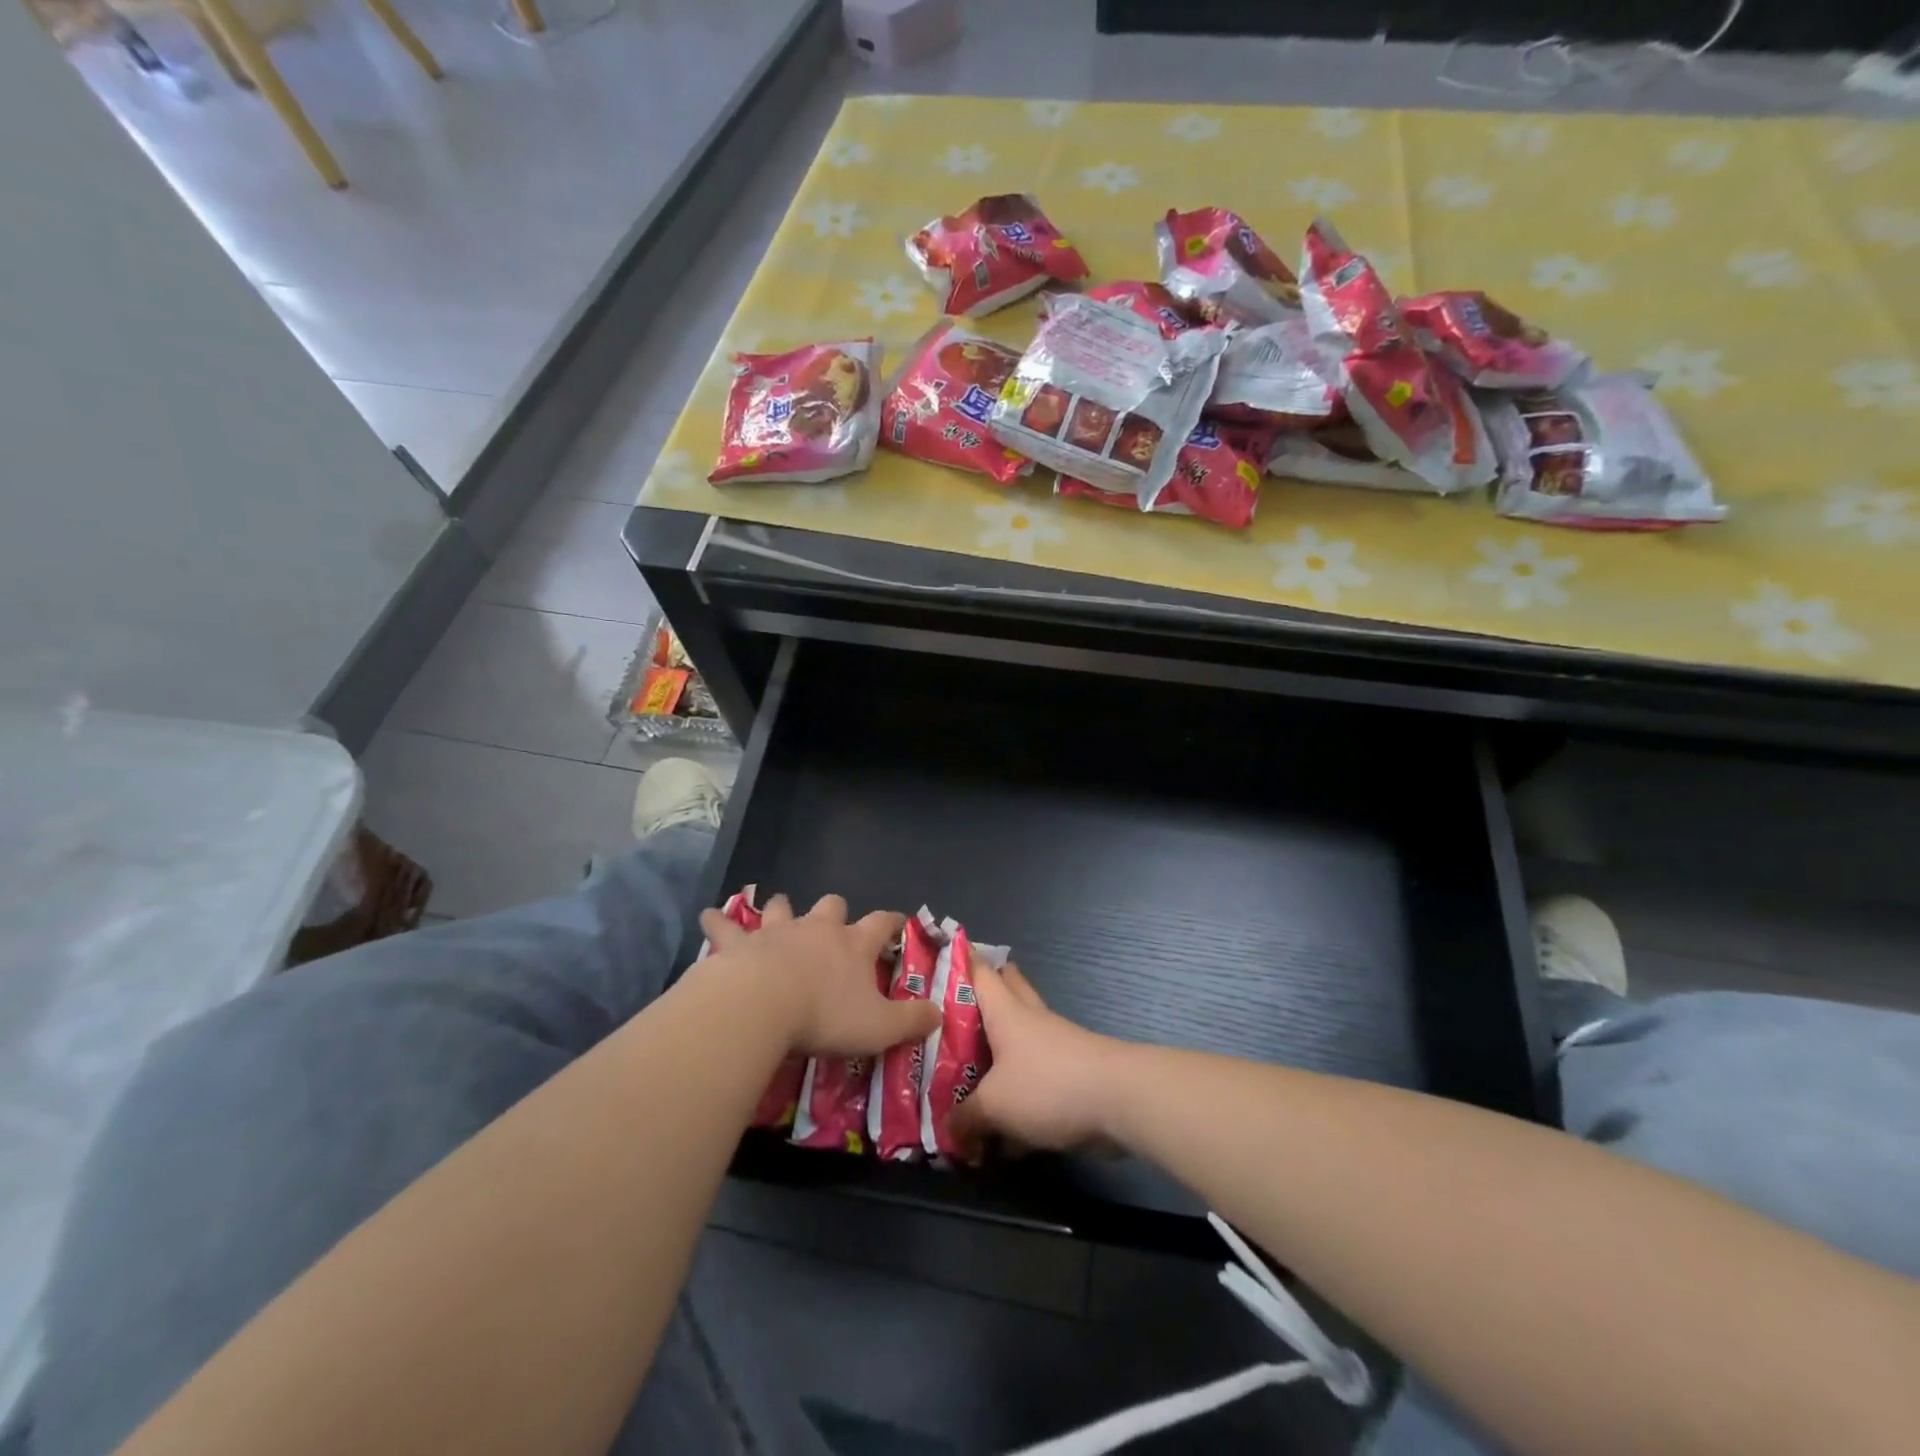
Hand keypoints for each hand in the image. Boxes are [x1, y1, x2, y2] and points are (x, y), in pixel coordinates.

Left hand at [698, 894, 939, 1058]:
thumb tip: (939, 1013)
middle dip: (836, 910)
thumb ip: (912, 1020)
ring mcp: (777, 931)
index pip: (882, 923)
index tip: (898, 922)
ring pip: (783, 907)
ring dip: (782, 909)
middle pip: (832, 905)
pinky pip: (726, 926)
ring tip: (779, 912)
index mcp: (853, 945)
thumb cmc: (824, 1016)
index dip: (892, 921)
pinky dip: (718, 922)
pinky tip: (709, 917)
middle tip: (833, 923)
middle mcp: (817, 929)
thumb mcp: (879, 1027)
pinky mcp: (739, 943)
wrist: (761, 1006)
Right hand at [948, 960, 1125, 1156]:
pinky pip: (1034, 1074)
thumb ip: (965, 1118)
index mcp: (1005, 1012)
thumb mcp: (994, 1106)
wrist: (1119, 1100)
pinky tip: (1003, 1126)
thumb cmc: (1048, 1085)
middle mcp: (1029, 1019)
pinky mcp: (1070, 1072)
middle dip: (982, 995)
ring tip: (968, 1071)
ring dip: (998, 1049)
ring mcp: (1054, 1043)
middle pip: (1005, 990)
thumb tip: (949, 1131)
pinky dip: (1017, 1091)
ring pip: (1019, 1036)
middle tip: (952, 1010)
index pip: (979, 970)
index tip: (936, 956)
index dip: (959, 959)